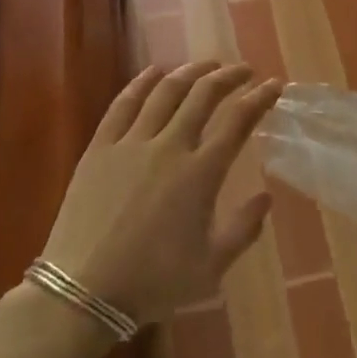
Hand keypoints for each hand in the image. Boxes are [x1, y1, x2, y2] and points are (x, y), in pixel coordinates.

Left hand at [42, 61, 280, 325]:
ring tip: (206, 64)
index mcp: (200, 174)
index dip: (259, 98)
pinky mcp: (100, 147)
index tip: (273, 84)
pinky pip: (123, 104)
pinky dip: (141, 82)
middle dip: (228, 76)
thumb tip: (266, 197)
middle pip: (203, 95)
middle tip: (242, 69)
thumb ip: (243, 230)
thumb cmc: (153, 283)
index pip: (238, 121)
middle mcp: (170, 147)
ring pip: (166, 92)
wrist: (83, 292)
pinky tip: (154, 71)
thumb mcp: (211, 267)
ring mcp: (131, 143)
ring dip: (190, 71)